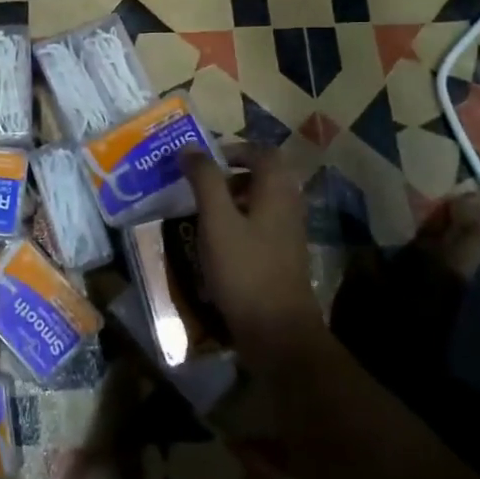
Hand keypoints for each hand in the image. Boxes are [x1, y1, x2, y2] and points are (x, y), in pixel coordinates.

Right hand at [179, 148, 323, 373]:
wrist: (278, 331)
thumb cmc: (244, 269)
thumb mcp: (217, 221)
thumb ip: (205, 180)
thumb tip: (190, 148)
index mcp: (277, 189)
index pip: (261, 152)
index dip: (233, 149)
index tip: (204, 161)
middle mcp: (289, 205)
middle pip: (263, 175)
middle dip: (230, 175)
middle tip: (199, 184)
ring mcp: (289, 233)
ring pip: (261, 202)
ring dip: (233, 199)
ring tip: (202, 212)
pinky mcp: (283, 256)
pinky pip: (261, 225)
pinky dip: (240, 223)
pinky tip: (217, 243)